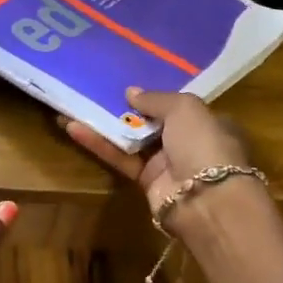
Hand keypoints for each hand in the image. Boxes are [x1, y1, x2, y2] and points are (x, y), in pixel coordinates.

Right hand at [61, 87, 257, 222]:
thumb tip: (130, 92)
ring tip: (75, 106)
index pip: (180, 106)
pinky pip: (120, 158)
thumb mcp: (184, 108)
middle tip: (97, 90)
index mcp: (208, 123)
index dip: (157, 96)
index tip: (130, 84)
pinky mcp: (145, 181)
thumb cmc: (202, 143)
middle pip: (152, 122)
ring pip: (132, 139)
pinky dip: (99, 144)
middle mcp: (188, 142)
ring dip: (105, 124)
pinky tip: (74, 127)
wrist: (204, 198)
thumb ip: (155, 98)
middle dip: (126, 108)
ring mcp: (166, 163)